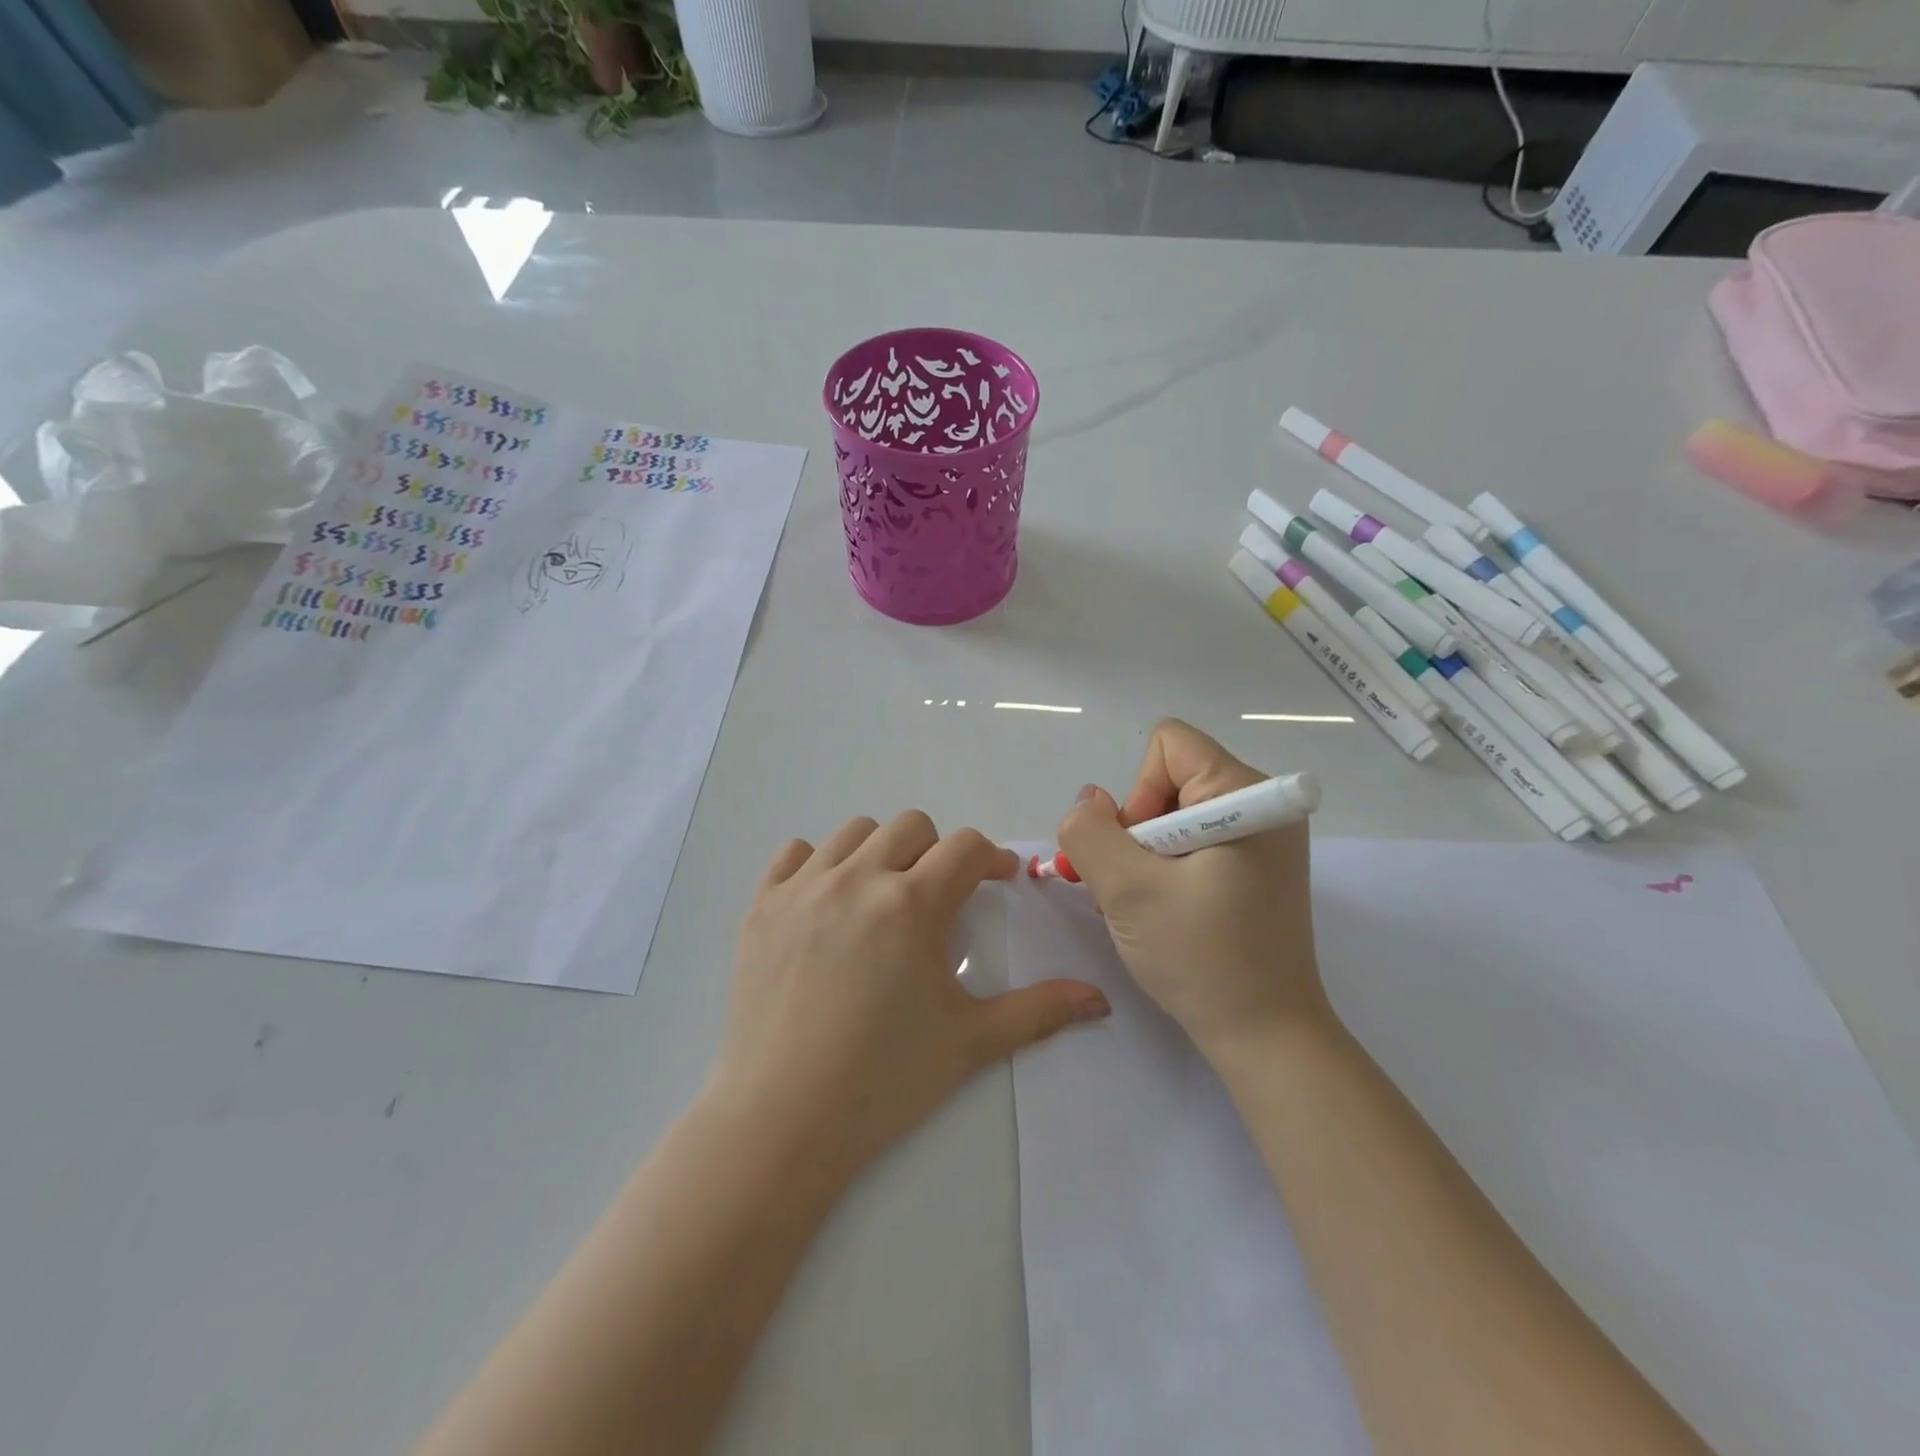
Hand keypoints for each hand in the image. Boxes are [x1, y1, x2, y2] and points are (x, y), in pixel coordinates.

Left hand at [717, 812, 1110, 1175]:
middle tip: (941, 896)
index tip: (998, 881)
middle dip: (937, 851)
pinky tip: (827, 902)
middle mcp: (857, 878)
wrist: (782, 1121)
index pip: (965, 847)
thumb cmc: (884, 1079)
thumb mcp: (970, 1042)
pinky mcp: (762, 907)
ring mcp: (803, 889)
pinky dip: (817, 864)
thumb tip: (1098, 999)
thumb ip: (1038, 1011)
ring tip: (884, 895)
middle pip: (911, 826)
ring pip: (853, 831)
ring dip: (881, 850)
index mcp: (911, 904)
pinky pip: (793, 854)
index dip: (990, 858)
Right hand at [1056, 719, 1330, 1060]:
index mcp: (1247, 795)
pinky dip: (1166, 868)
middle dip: (1138, 829)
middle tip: (1138, 885)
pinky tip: (1166, 910)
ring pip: (1174, 814)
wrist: (1267, 1037)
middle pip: (1170, 779)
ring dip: (1145, 855)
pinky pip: (1193, 841)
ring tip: (1149, 904)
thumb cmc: (1202, 958)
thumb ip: (1091, 832)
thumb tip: (1087, 802)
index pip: (1169, 745)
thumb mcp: (1128, 890)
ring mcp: (1263, 839)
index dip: (1138, 791)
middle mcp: (1263, 805)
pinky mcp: (1256, 867)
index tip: (1142, 851)